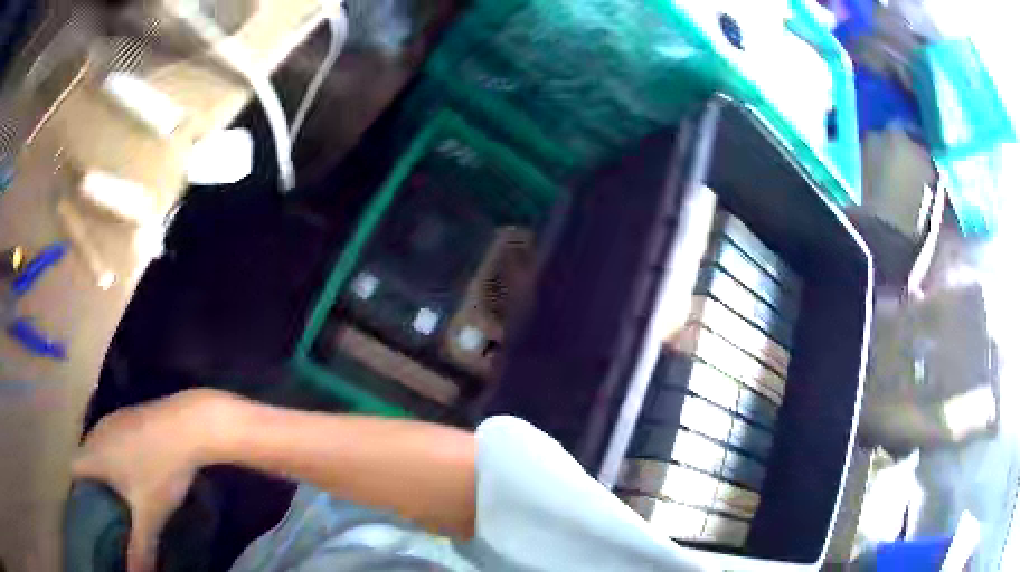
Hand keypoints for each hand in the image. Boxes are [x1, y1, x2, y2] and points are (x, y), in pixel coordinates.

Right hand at [72, 389, 222, 571]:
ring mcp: (114, 420)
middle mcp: (97, 432)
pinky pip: (114, 440)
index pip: (73, 470)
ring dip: (105, 471)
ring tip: (118, 500)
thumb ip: (140, 549)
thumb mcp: (149, 516)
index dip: (78, 492)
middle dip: (92, 486)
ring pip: (100, 449)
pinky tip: (134, 474)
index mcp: (94, 453)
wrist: (188, 425)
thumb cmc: (161, 471)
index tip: (88, 515)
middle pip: (85, 460)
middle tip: (105, 514)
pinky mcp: (130, 416)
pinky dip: (117, 458)